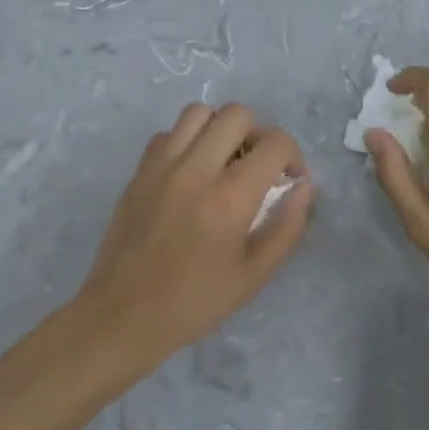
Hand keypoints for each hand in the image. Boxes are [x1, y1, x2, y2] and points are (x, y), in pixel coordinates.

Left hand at [76, 103, 313, 367]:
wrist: (123, 316)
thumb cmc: (195, 302)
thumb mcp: (255, 275)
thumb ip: (288, 227)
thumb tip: (305, 188)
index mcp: (230, 198)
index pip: (274, 144)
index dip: (293, 155)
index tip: (291, 180)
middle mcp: (195, 170)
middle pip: (237, 115)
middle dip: (259, 135)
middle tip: (259, 167)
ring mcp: (161, 167)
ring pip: (199, 112)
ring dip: (221, 129)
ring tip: (225, 161)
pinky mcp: (138, 173)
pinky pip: (168, 134)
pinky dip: (187, 141)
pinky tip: (192, 173)